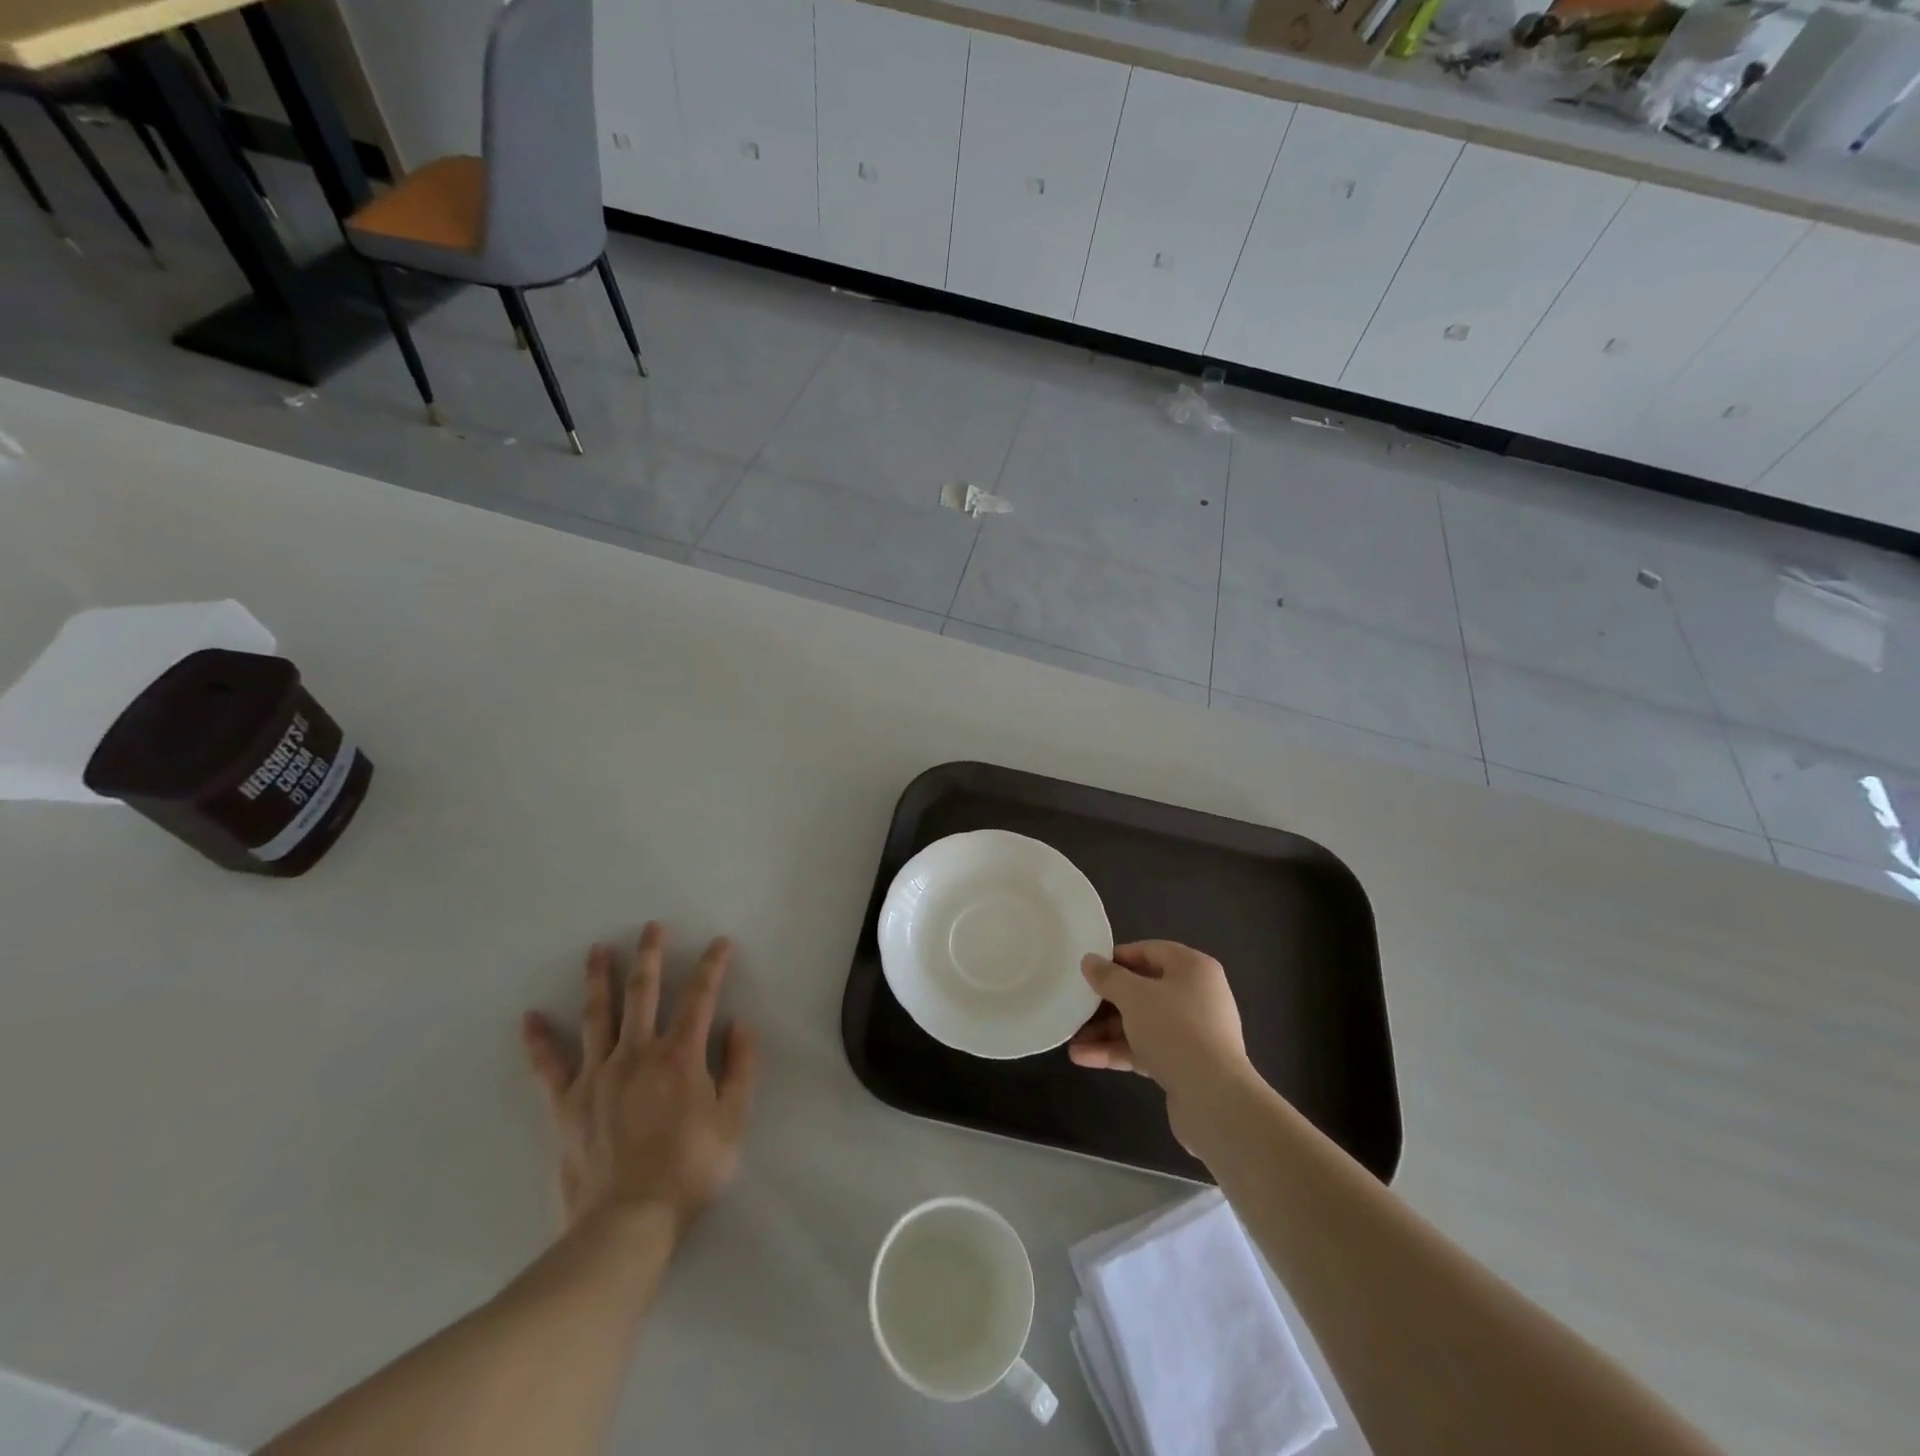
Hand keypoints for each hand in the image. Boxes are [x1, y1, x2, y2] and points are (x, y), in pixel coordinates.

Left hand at [521, 923, 759, 1237]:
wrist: (628, 1223)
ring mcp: (597, 1075)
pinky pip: (549, 1066)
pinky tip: (530, 1017)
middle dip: (650, 955)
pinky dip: (538, 1041)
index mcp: (680, 1055)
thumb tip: (738, 1023)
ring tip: (597, 949)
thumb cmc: (690, 1170)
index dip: (712, 965)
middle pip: (643, 992)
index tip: (719, 942)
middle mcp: (637, 1053)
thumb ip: (741, 1067)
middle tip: (652, 927)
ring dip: (599, 978)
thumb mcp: (735, 1120)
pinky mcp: (566, 1103)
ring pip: (597, 1015)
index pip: (700, 997)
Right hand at [1070, 941, 1257, 1149]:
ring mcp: (1191, 1032)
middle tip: (1075, 1007)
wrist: (1213, 1100)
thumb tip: (1089, 960)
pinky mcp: (1184, 1063)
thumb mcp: (1134, 996)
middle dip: (1105, 1002)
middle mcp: (1196, 996)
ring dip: (1106, 1031)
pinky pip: (1145, 1048)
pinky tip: (1083, 1058)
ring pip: (1141, 1023)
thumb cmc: (1174, 1030)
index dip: (1116, 958)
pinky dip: (1117, 1051)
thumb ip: (1108, 977)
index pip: (1149, 951)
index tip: (1088, 970)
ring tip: (1071, 1040)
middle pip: (1143, 990)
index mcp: (1193, 969)